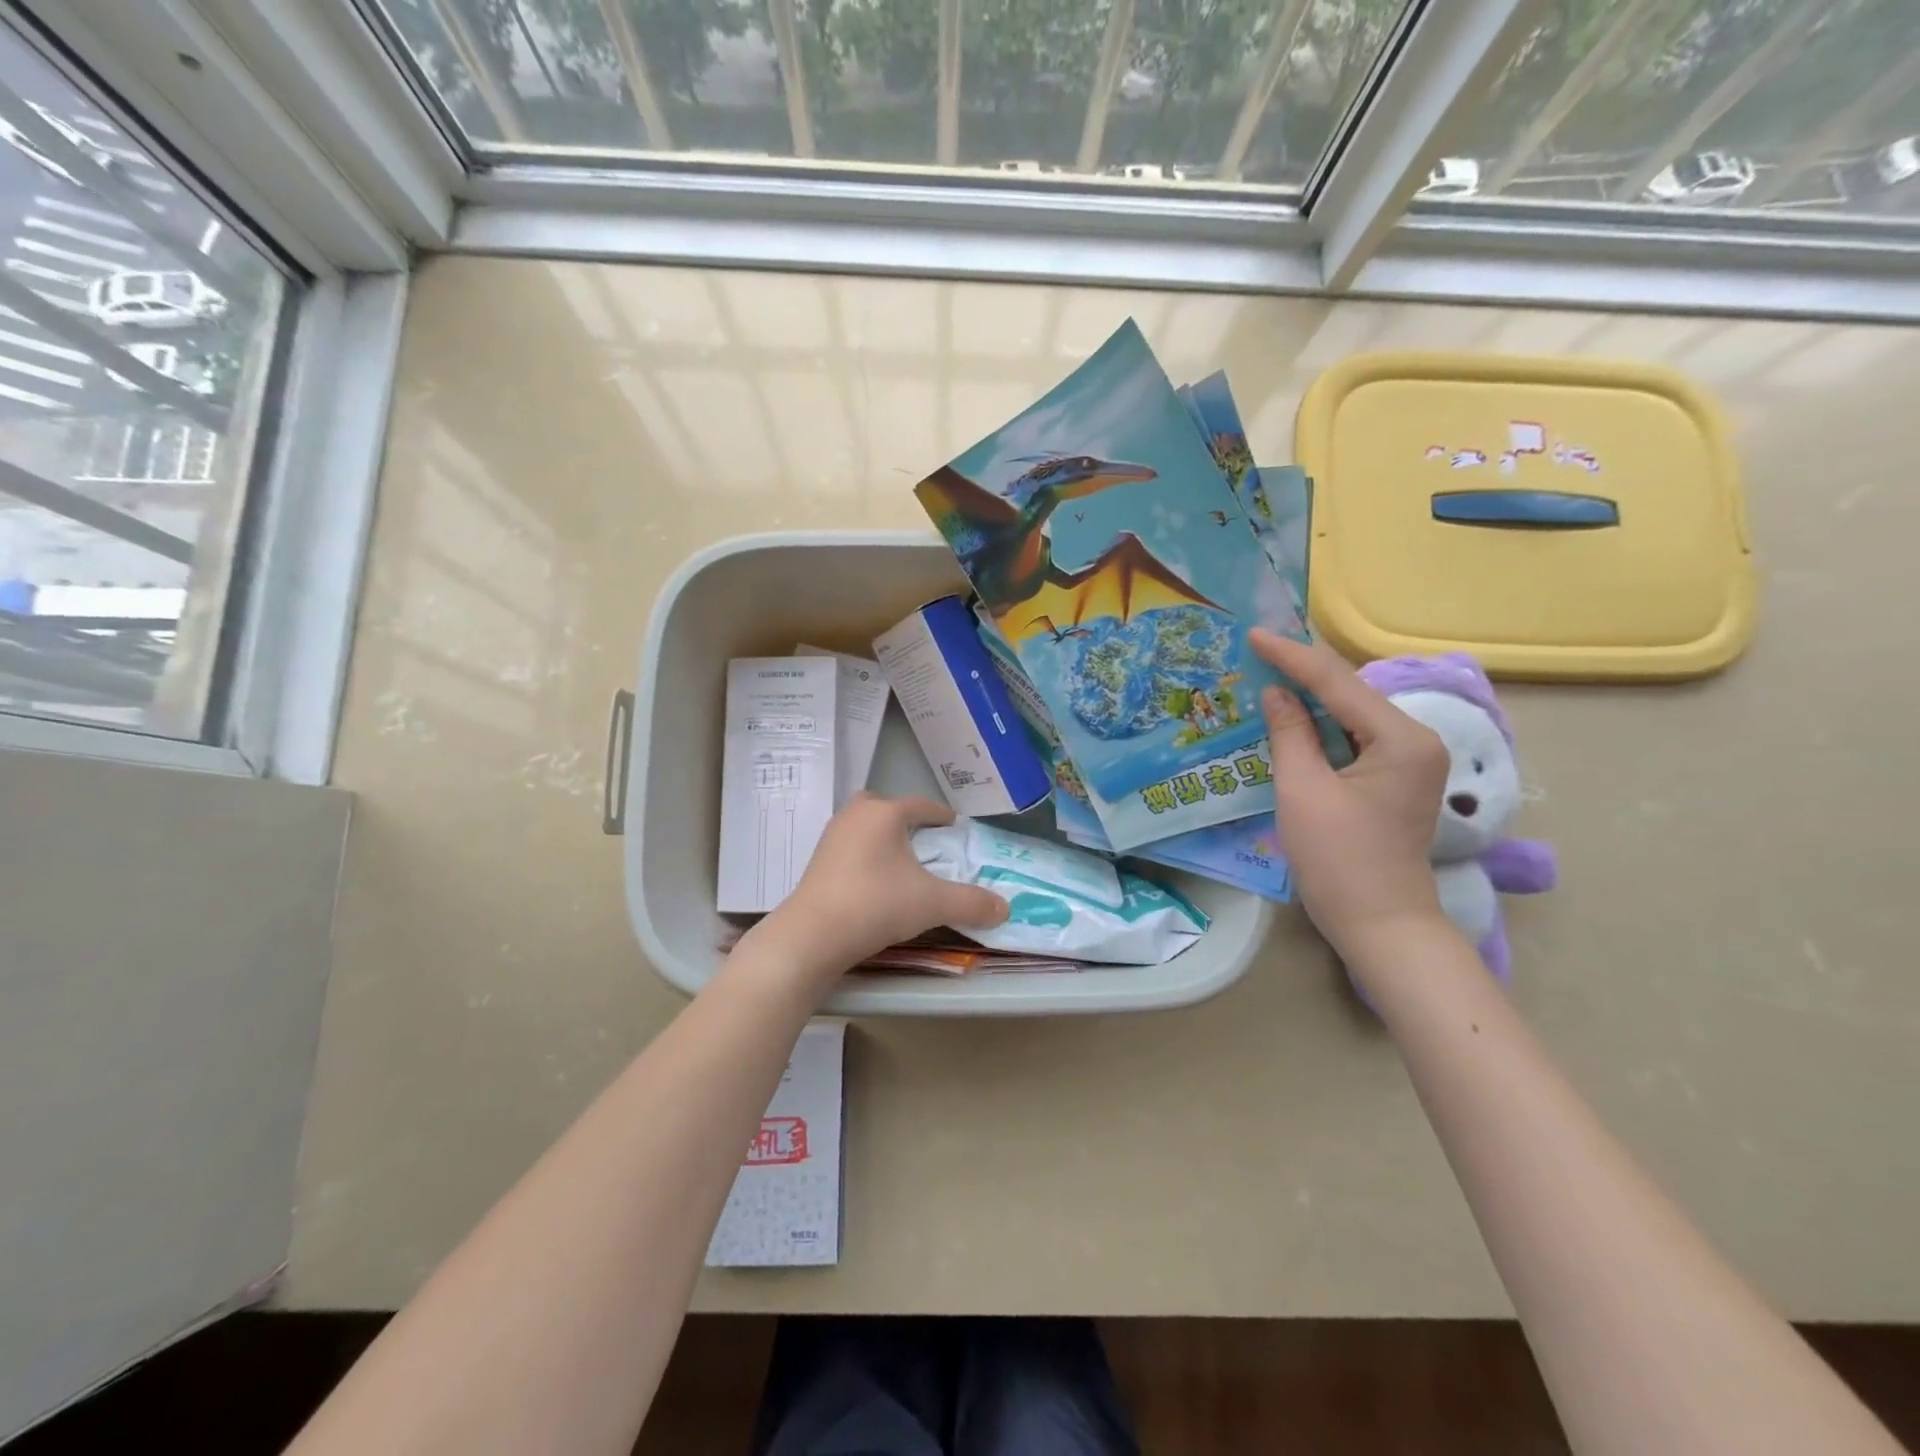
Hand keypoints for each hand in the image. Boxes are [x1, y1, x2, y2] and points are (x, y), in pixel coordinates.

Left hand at [759, 794, 1009, 980]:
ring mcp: (832, 836)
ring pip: (865, 826)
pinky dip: (866, 855)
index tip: (955, 827)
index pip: (920, 805)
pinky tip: (875, 880)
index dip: (941, 816)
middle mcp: (856, 816)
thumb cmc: (876, 905)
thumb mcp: (932, 904)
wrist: (813, 936)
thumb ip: (972, 903)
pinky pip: (850, 846)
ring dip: (883, 837)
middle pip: (886, 807)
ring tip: (902, 862)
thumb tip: (1005, 909)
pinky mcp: (817, 860)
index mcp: (885, 813)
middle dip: (906, 820)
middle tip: (924, 841)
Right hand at [1249, 630, 1449, 959]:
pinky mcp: (1394, 777)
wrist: (1380, 922)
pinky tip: (1289, 715)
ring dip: (1308, 698)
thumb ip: (1289, 734)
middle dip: (1302, 671)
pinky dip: (1319, 726)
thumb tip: (1275, 693)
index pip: (1338, 684)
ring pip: (1350, 713)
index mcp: (1401, 739)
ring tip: (1265, 673)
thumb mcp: (1302, 791)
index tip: (1253, 635)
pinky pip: (1352, 737)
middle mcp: (1415, 739)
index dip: (1292, 657)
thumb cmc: (1339, 859)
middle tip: (1257, 650)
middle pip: (1350, 692)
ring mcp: (1409, 759)